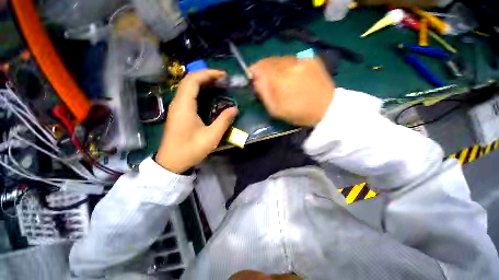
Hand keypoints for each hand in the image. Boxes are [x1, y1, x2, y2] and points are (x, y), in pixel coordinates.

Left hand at [156, 70, 237, 173]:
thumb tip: (234, 109)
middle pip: (189, 80)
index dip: (208, 74)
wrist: (172, 162)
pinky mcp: (178, 113)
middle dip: (206, 76)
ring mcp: (176, 107)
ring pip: (187, 87)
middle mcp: (178, 103)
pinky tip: (208, 95)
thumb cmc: (191, 150)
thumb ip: (223, 121)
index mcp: (184, 106)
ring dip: (202, 82)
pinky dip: (199, 90)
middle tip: (222, 80)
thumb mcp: (211, 137)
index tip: (223, 76)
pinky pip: (187, 95)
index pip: (193, 80)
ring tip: (218, 85)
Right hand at [250, 56, 334, 126]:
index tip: (252, 78)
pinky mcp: (311, 58)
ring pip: (280, 59)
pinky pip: (292, 59)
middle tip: (265, 79)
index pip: (259, 66)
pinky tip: (291, 75)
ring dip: (275, 67)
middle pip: (269, 60)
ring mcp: (302, 59)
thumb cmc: (298, 113)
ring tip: (279, 78)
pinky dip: (287, 66)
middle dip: (263, 69)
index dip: (253, 71)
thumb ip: (263, 92)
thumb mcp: (275, 109)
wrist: (326, 108)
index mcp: (279, 79)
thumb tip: (255, 79)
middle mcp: (289, 64)